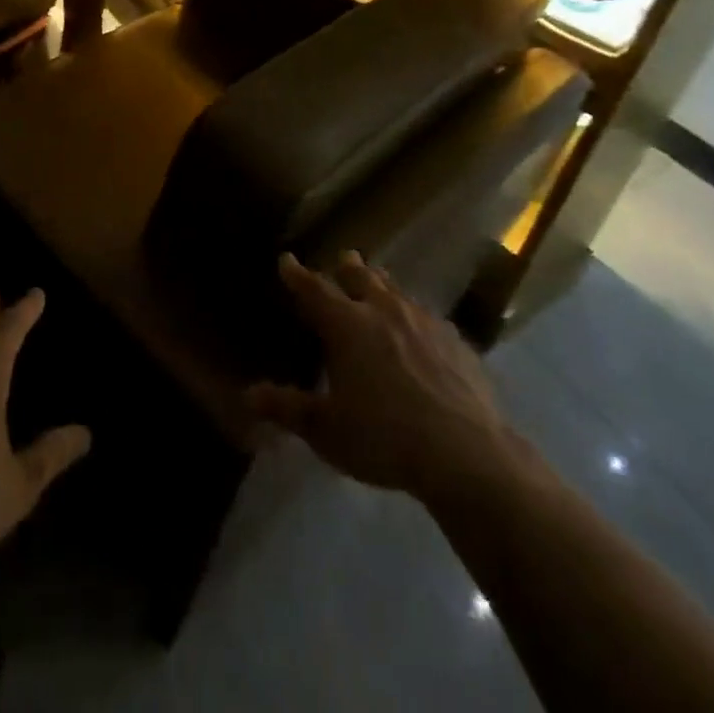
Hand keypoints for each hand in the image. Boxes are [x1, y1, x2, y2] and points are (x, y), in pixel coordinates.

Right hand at [247, 252, 514, 503]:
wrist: (465, 453)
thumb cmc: (384, 438)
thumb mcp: (326, 430)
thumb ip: (287, 408)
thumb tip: (248, 394)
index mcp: (347, 325)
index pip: (314, 289)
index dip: (297, 274)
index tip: (286, 260)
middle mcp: (383, 310)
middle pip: (360, 276)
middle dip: (347, 268)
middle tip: (342, 261)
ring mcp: (424, 321)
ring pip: (397, 291)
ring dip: (382, 286)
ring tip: (379, 286)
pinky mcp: (456, 341)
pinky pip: (428, 317)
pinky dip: (414, 317)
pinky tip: (421, 332)